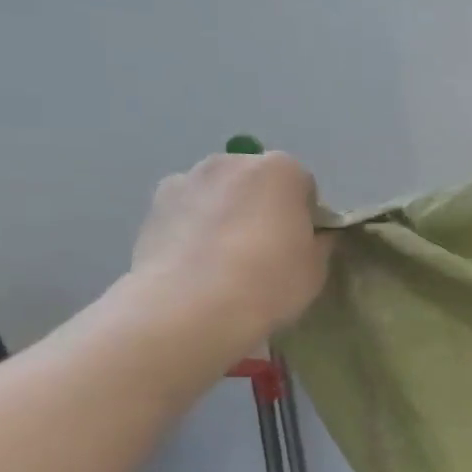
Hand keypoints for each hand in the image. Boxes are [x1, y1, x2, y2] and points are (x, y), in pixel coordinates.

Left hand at [128, 151, 331, 352]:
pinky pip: (186, 212)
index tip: (300, 245)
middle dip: (261, 207)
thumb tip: (314, 236)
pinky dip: (191, 227)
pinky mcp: (152, 207)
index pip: (303, 186)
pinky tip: (194, 264)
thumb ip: (319, 242)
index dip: (305, 216)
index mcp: (281, 169)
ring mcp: (186, 180)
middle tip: (263, 252)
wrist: (189, 309)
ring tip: (223, 260)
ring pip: (218, 194)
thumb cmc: (269, 281)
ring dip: (224, 214)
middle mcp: (232, 162)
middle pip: (257, 182)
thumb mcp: (317, 267)